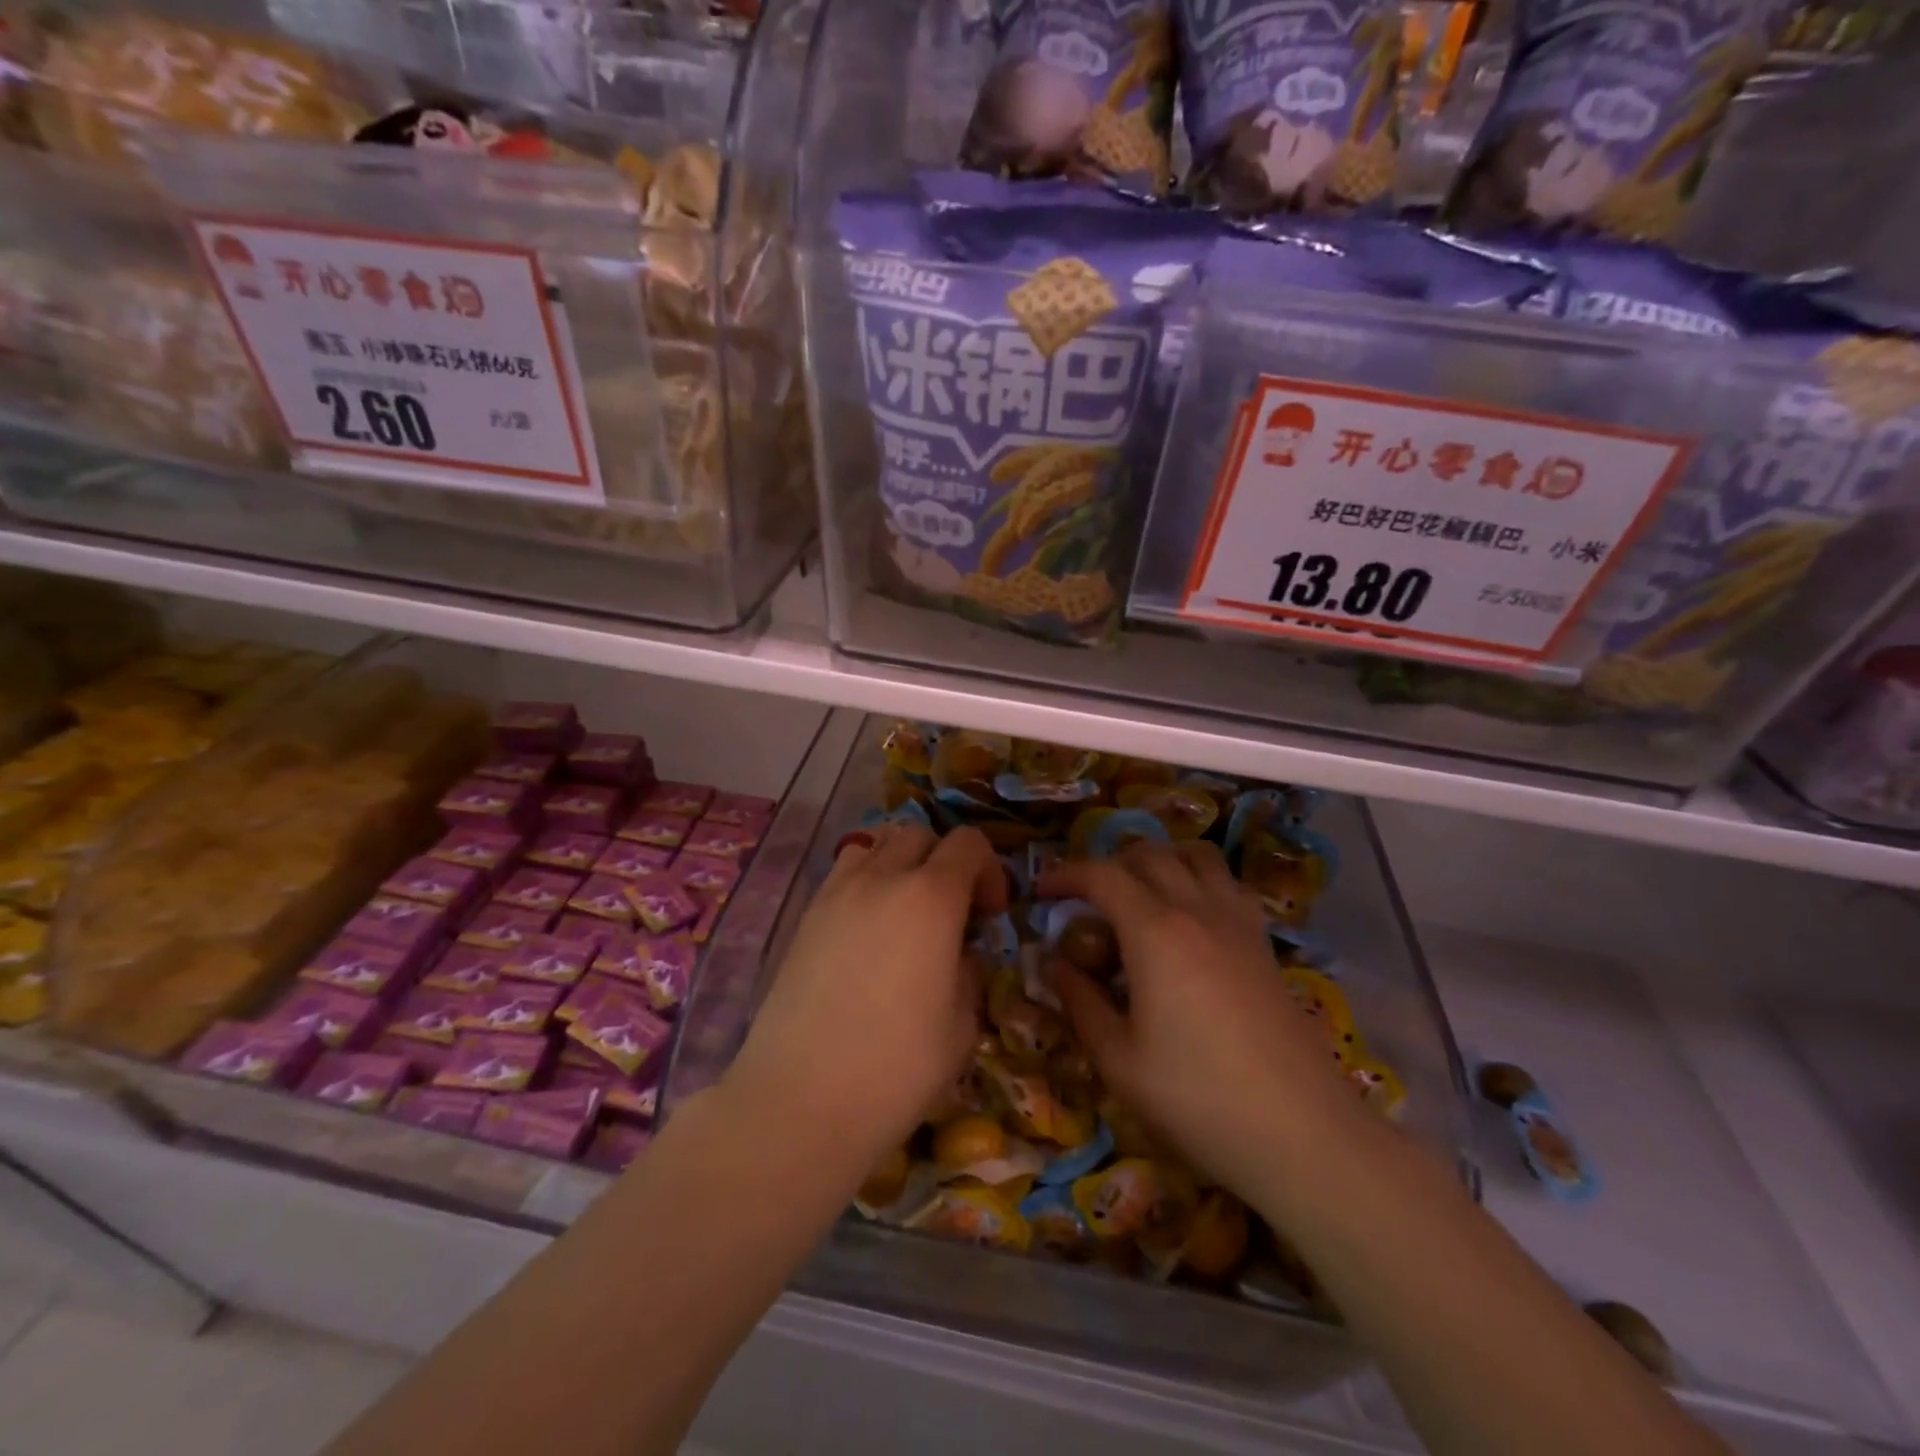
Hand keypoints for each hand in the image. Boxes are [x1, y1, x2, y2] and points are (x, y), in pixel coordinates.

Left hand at [724, 824, 1005, 1164]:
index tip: (989, 916)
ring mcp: (836, 893)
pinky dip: (865, 883)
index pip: (969, 843)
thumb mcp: (961, 1026)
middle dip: (945, 863)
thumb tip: (960, 955)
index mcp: (931, 898)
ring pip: (876, 845)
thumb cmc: (896, 1068)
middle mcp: (882, 879)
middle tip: (951, 914)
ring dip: (900, 865)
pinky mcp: (805, 916)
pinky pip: (843, 874)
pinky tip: (866, 933)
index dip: (990, 871)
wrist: (800, 1100)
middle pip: (920, 835)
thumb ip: (969, 973)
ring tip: (904, 914)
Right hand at [1039, 841, 1360, 1197]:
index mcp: (1155, 931)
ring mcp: (1238, 922)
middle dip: (1108, 864)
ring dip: (1159, 860)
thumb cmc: (1198, 1098)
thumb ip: (1080, 1002)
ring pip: (1196, 856)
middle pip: (1148, 854)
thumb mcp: (1118, 1060)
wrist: (1302, 1133)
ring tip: (1138, 894)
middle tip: (1085, 899)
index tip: (1042, 891)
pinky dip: (1199, 879)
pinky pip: (1227, 884)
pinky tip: (1190, 919)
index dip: (1066, 874)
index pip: (1102, 875)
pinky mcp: (1264, 943)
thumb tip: (1056, 964)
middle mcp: (1197, 910)